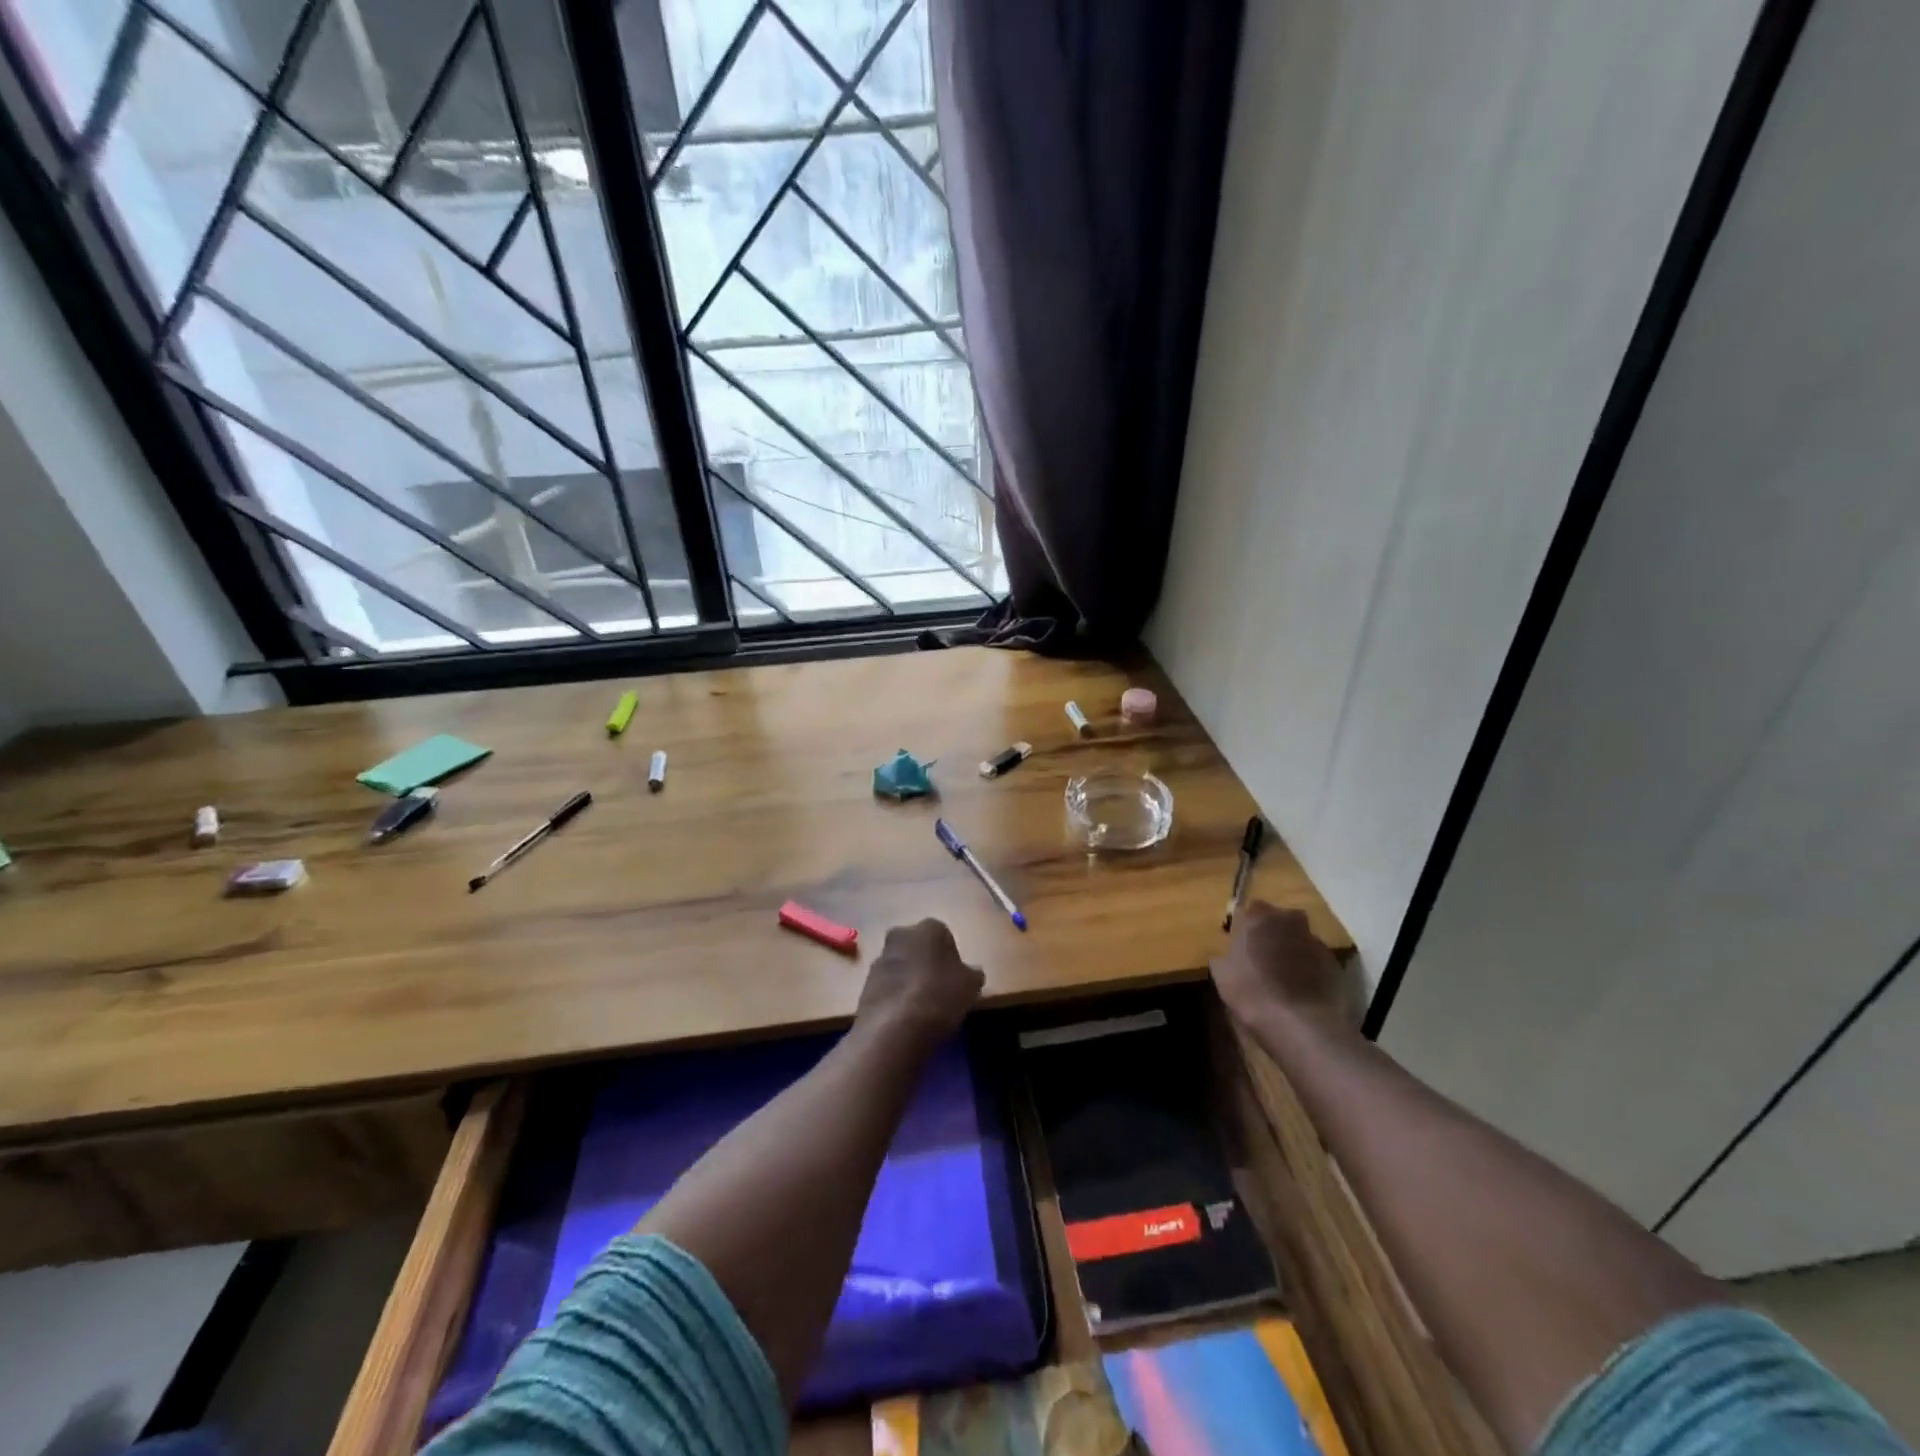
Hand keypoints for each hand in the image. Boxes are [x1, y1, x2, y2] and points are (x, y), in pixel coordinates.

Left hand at [856, 918, 984, 1049]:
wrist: (895, 1027)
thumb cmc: (940, 996)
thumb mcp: (970, 986)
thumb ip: (972, 974)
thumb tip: (972, 972)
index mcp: (929, 928)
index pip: (944, 936)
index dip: (951, 958)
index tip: (956, 979)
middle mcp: (901, 934)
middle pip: (918, 947)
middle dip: (926, 963)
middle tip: (939, 990)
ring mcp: (879, 958)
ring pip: (900, 965)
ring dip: (908, 979)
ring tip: (921, 1008)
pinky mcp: (864, 982)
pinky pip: (886, 985)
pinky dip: (894, 996)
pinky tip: (904, 1016)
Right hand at [1212, 900, 1354, 1034]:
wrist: (1302, 1024)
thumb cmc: (1253, 992)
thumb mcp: (1222, 974)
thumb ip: (1225, 956)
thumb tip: (1227, 955)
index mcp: (1259, 917)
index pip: (1251, 910)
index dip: (1246, 927)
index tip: (1241, 945)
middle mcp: (1290, 921)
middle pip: (1281, 920)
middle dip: (1273, 934)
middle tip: (1263, 957)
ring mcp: (1316, 942)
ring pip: (1300, 940)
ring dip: (1293, 952)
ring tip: (1284, 979)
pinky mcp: (1335, 966)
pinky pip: (1316, 962)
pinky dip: (1309, 971)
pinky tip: (1302, 992)